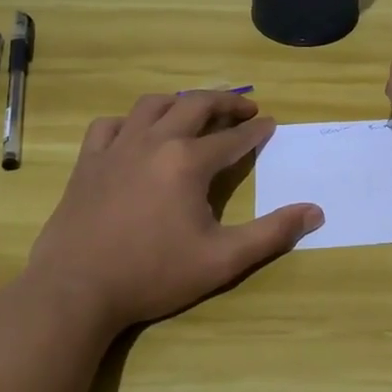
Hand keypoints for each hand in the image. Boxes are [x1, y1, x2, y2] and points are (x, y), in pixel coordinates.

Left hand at [23, 91, 322, 332]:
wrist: (75, 290)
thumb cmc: (153, 274)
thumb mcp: (222, 260)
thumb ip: (272, 234)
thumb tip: (316, 212)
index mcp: (189, 162)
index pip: (233, 137)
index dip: (256, 130)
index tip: (271, 124)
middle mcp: (155, 141)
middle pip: (196, 105)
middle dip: (225, 102)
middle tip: (245, 108)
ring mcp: (117, 148)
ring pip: (152, 105)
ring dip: (180, 102)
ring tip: (195, 110)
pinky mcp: (88, 162)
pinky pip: (109, 125)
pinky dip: (129, 122)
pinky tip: (135, 133)